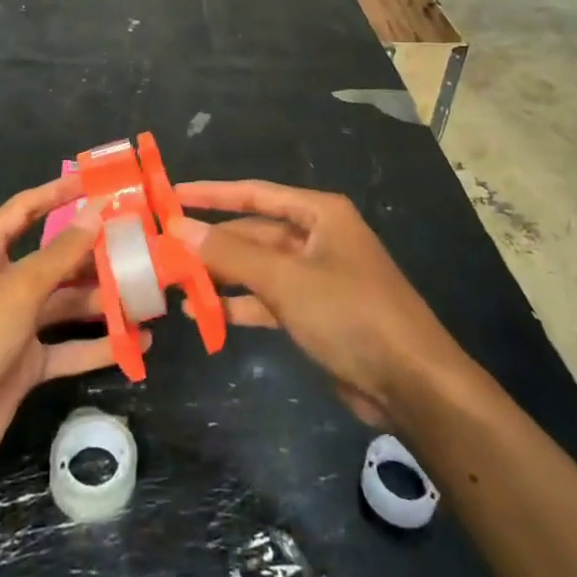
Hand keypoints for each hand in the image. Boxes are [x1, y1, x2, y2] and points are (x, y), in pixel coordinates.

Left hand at [0, 178, 140, 484]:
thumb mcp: (15, 289)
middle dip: (92, 253)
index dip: (58, 193)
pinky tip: (137, 343)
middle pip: (53, 259)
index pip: (25, 210)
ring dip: (103, 300)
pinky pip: (68, 348)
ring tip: (148, 292)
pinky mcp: (25, 365)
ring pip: (65, 304)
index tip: (98, 183)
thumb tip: (96, 213)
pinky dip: (99, 346)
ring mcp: (13, 326)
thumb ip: (60, 253)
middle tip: (139, 242)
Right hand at [171, 180, 463, 427]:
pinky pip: (269, 299)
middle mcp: (317, 237)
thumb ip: (231, 254)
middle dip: (213, 242)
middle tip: (165, 248)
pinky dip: (240, 305)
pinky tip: (206, 314)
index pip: (255, 193)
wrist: (411, 383)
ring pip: (258, 267)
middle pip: (254, 232)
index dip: (212, 194)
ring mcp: (317, 276)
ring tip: (176, 283)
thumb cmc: (350, 313)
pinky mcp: (316, 312)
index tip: (172, 194)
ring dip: (222, 275)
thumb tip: (179, 227)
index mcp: (319, 214)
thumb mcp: (286, 279)